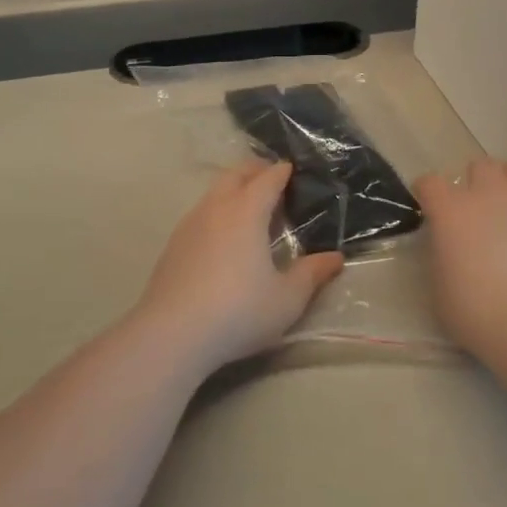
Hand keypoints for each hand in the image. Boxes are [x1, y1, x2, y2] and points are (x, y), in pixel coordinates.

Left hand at [136, 161, 343, 373]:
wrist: (171, 334)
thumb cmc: (238, 311)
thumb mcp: (286, 299)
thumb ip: (311, 274)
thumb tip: (335, 258)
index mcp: (247, 211)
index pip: (268, 178)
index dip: (283, 172)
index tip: (294, 171)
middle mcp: (216, 207)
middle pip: (236, 174)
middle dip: (256, 172)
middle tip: (274, 182)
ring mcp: (190, 224)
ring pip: (214, 192)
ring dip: (234, 190)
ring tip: (250, 210)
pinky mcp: (173, 244)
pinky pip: (200, 213)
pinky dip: (217, 212)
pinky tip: (222, 239)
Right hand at [416, 159, 506, 359]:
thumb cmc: (477, 313)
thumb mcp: (439, 288)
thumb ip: (442, 255)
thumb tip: (450, 247)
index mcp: (452, 210)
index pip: (430, 183)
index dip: (427, 193)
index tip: (429, 208)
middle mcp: (490, 195)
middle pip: (480, 167)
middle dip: (474, 183)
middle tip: (476, 211)